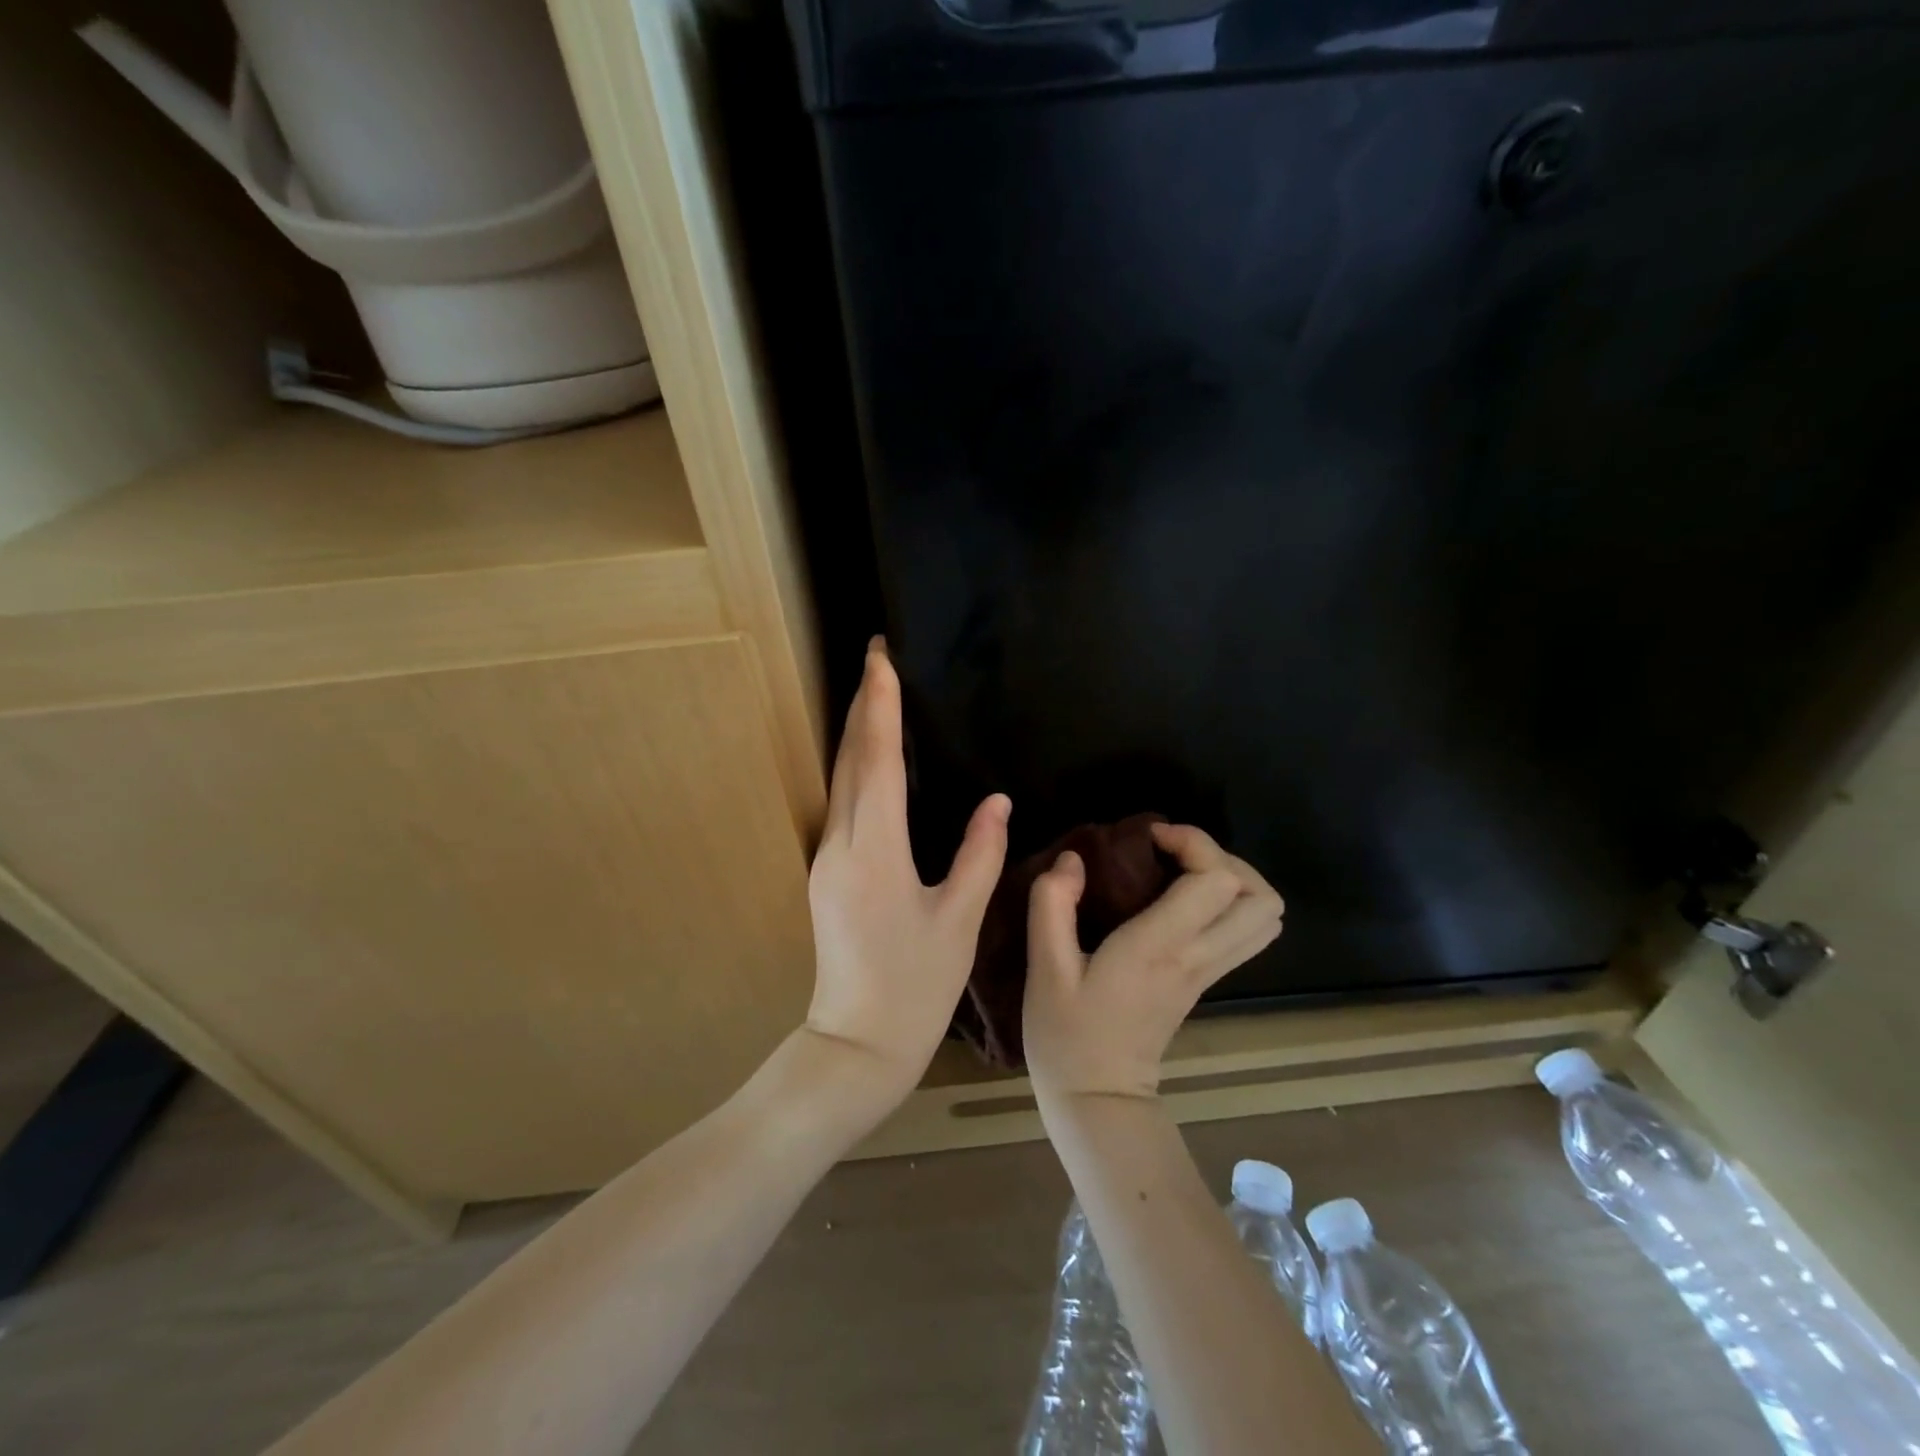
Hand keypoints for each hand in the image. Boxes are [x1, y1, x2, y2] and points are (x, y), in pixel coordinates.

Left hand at [804, 639, 1010, 1104]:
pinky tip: (872, 755)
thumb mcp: (960, 919)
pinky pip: (841, 802)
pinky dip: (856, 766)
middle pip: (850, 759)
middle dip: (862, 703)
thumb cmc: (916, 986)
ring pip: (840, 778)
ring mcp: (825, 858)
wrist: (856, 1042)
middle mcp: (840, 844)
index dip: (882, 706)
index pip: (879, 761)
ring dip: (856, 731)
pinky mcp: (825, 871)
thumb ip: (979, 854)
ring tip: (875, 691)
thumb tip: (996, 801)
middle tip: (876, 656)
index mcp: (876, 851)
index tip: (882, 659)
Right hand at [1024, 824, 1282, 1105]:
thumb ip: (1052, 904)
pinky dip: (1231, 903)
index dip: (1193, 844)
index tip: (1148, 837)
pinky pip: (1248, 933)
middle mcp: (1197, 956)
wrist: (1097, 1098)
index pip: (1217, 881)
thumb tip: (1073, 859)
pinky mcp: (1206, 982)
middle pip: (1259, 897)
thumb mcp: (1044, 967)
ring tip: (1184, 870)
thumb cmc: (1067, 1033)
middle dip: (1222, 858)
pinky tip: (1184, 899)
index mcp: (1160, 947)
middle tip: (1173, 852)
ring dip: (1233, 880)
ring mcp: (1208, 972)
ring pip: (1265, 917)